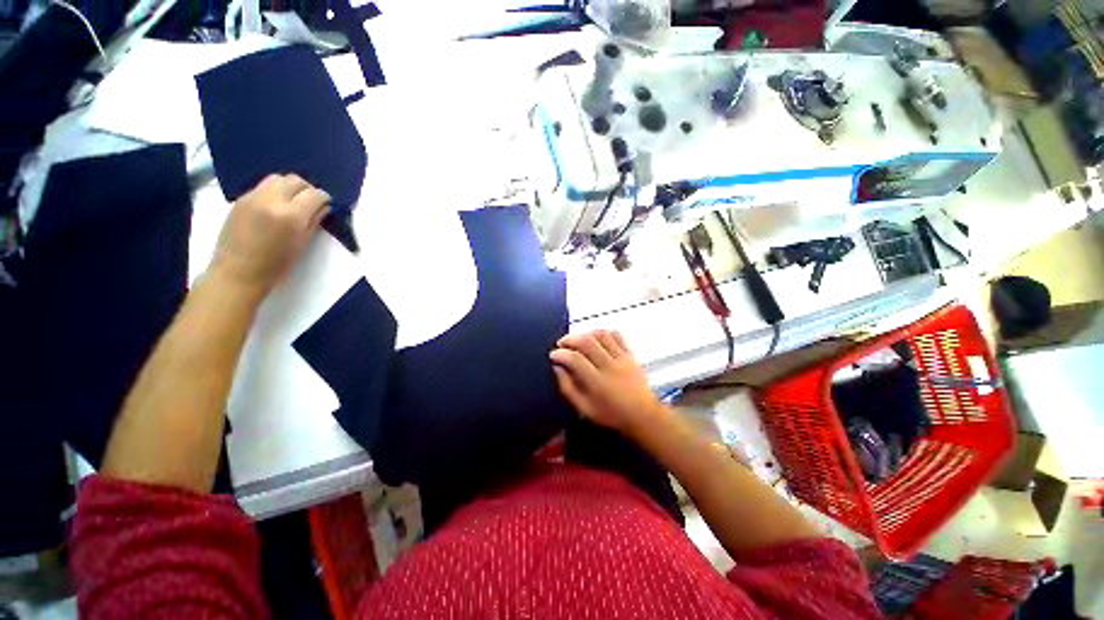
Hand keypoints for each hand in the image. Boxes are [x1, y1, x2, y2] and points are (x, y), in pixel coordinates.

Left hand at [211, 174, 329, 297]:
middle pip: (295, 180)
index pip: (315, 194)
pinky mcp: (240, 199)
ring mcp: (253, 197)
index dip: (324, 198)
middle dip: (307, 188)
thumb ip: (314, 221)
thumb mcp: (303, 244)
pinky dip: (274, 191)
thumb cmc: (277, 264)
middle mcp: (272, 200)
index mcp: (291, 216)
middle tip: (311, 202)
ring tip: (292, 202)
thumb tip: (323, 207)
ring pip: (277, 178)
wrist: (238, 271)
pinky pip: (262, 187)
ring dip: (289, 187)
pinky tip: (275, 207)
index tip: (326, 205)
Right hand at [550, 330, 667, 436]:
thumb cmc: (611, 414)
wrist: (643, 415)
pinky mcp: (630, 354)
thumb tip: (557, 368)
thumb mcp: (584, 409)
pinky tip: (595, 337)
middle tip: (561, 344)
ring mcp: (622, 358)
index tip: (553, 355)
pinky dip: (602, 332)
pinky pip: (616, 335)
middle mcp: (610, 367)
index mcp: (597, 383)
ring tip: (577, 339)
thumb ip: (568, 388)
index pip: (575, 359)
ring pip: (601, 335)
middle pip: (587, 342)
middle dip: (569, 339)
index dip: (560, 354)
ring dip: (585, 333)